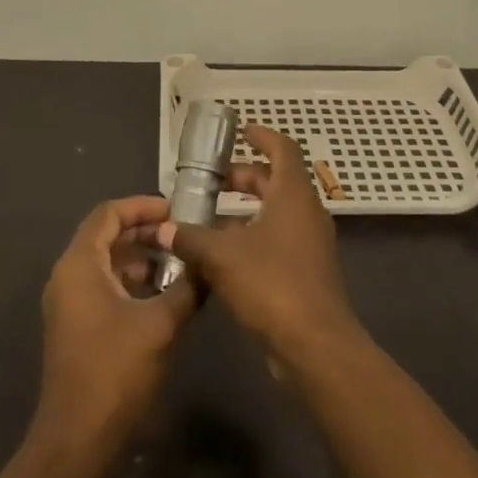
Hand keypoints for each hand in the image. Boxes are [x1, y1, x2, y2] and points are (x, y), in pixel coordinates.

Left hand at [36, 196, 195, 442]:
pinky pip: (102, 286)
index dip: (143, 206)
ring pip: (105, 263)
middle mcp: (67, 276)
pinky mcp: (75, 326)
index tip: (176, 211)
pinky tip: (162, 296)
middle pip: (105, 235)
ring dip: (140, 258)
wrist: (79, 439)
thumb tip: (210, 262)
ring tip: (179, 265)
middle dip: (145, 232)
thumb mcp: (162, 323)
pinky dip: (130, 282)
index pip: (108, 213)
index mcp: (80, 264)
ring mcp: (68, 303)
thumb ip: (189, 286)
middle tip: (182, 236)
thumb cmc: (117, 370)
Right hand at [158, 126, 361, 360]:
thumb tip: (162, 228)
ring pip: (274, 214)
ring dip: (243, 212)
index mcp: (293, 195)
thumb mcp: (222, 257)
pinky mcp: (304, 272)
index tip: (241, 131)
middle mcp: (305, 213)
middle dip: (243, 178)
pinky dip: (250, 237)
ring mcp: (308, 244)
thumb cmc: (272, 285)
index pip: (283, 150)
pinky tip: (219, 255)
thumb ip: (190, 238)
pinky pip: (276, 241)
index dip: (262, 136)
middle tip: (211, 180)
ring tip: (206, 218)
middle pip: (275, 182)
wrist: (314, 345)